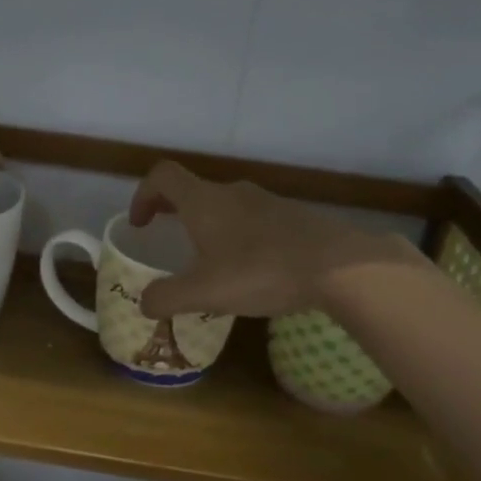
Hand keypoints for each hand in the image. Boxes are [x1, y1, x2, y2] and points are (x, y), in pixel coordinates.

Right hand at [129, 160, 421, 317]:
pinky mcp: (294, 217)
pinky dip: (239, 236)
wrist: (340, 266)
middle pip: (194, 190)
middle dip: (174, 211)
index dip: (143, 194)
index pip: (163, 176)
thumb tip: (144, 303)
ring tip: (211, 261)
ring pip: (226, 206)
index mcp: (204, 202)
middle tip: (167, 237)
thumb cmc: (261, 271)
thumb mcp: (205, 293)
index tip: (140, 224)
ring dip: (209, 225)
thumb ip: (167, 298)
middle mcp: (233, 193)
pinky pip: (254, 220)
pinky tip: (252, 270)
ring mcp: (267, 202)